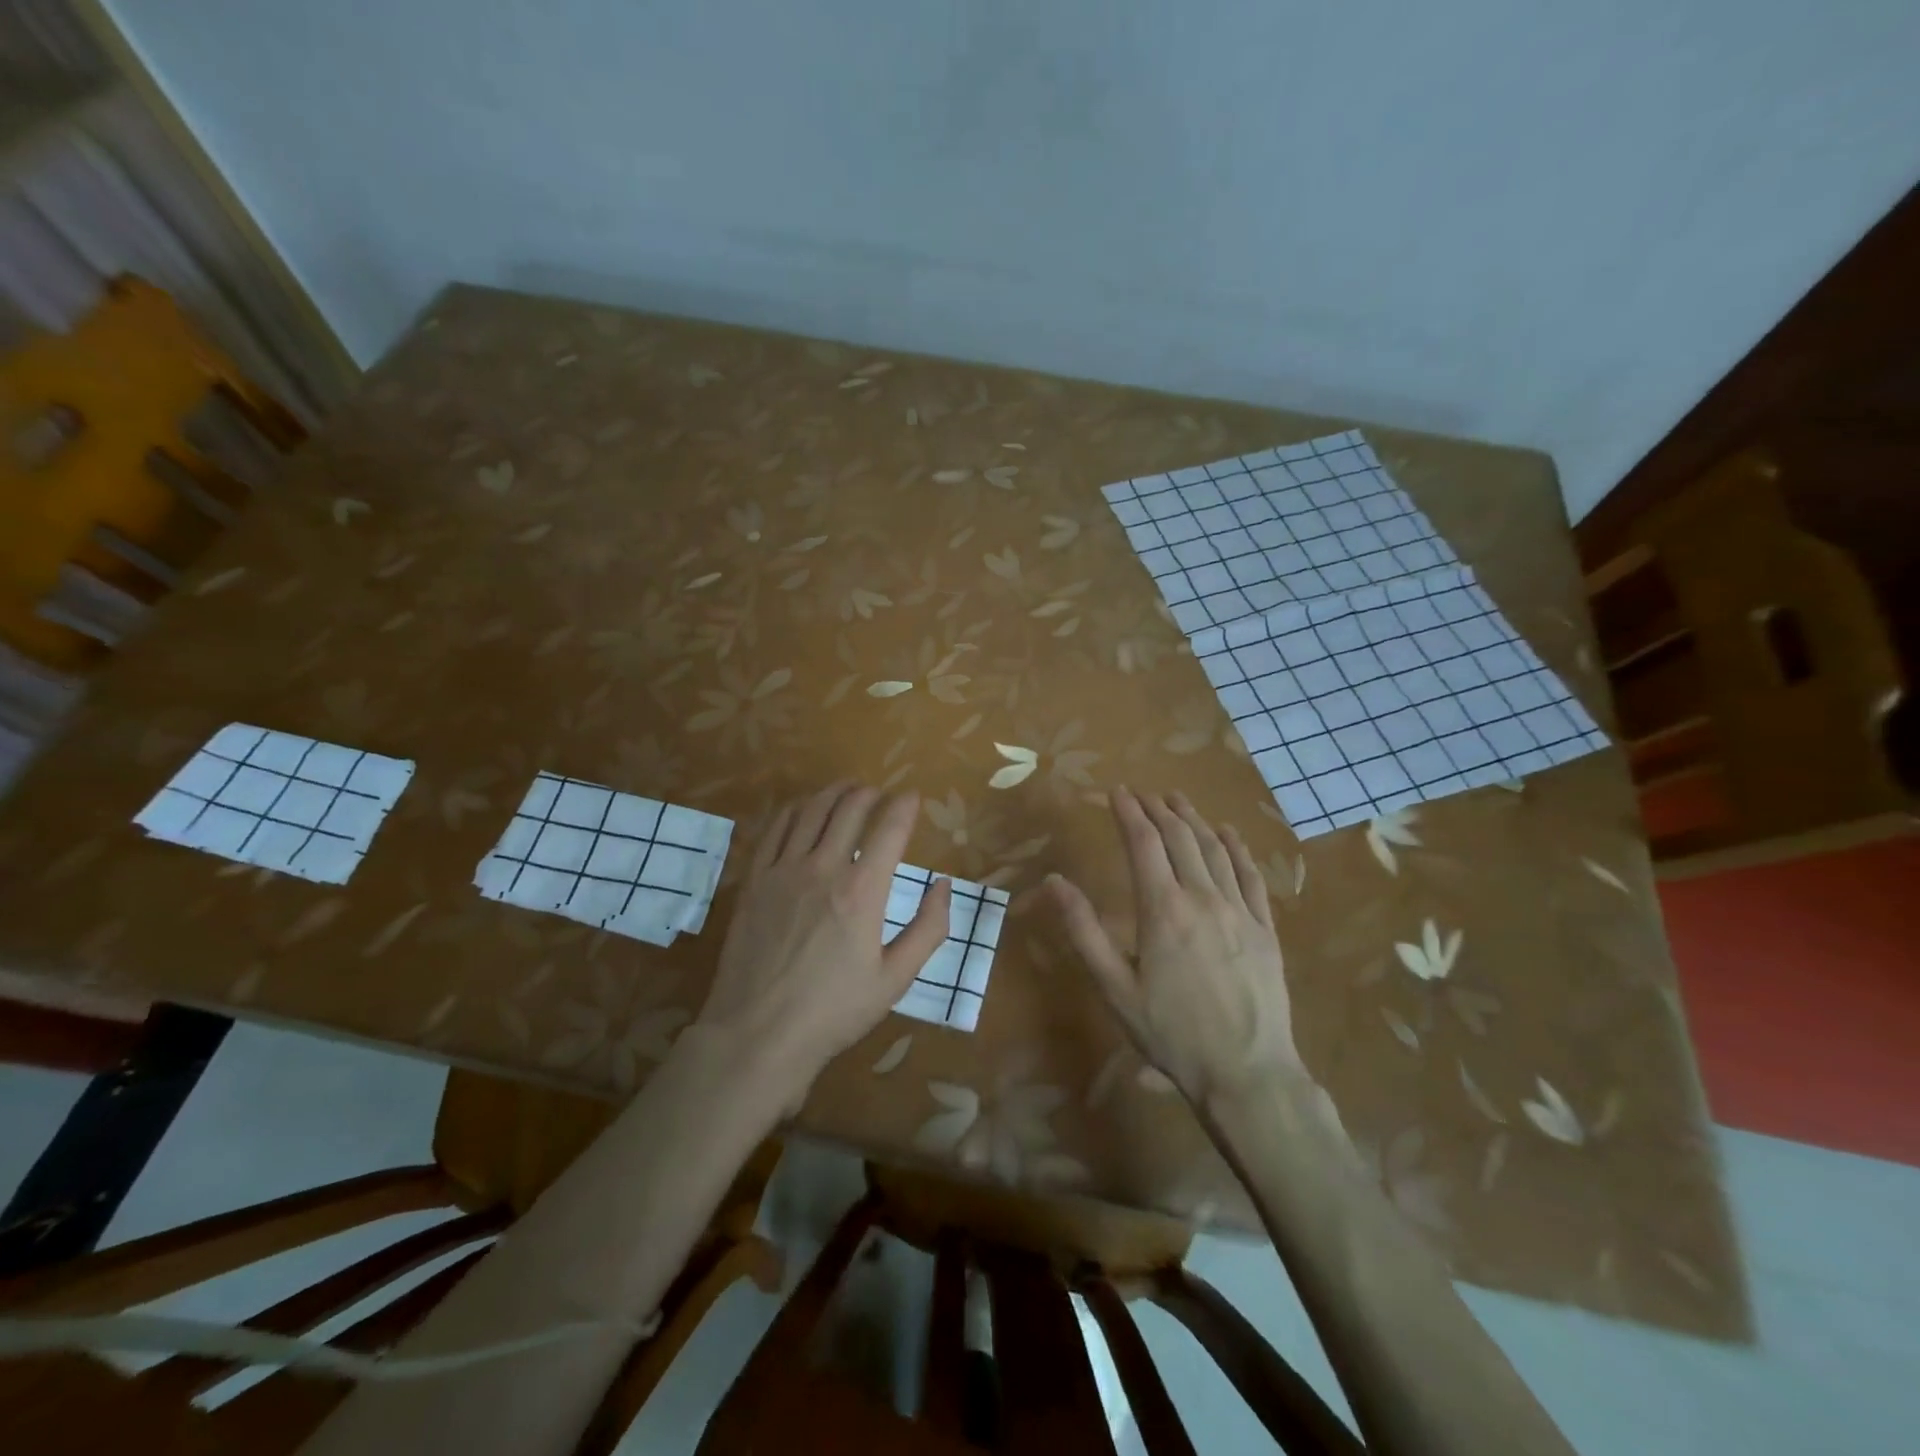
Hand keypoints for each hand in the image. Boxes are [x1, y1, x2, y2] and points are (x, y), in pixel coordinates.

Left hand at [698, 782, 951, 1107]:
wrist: (758, 1034)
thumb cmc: (834, 1011)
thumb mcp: (895, 979)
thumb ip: (928, 929)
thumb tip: (943, 886)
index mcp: (863, 891)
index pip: (890, 828)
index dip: (905, 806)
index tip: (913, 798)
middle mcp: (823, 868)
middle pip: (849, 808)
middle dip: (870, 793)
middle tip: (879, 793)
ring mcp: (783, 870)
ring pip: (811, 811)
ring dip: (833, 793)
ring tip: (846, 789)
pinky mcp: (754, 880)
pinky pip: (775, 829)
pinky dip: (795, 810)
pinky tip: (803, 809)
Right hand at [1045, 787, 1300, 1104]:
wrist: (1247, 1073)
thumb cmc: (1171, 1033)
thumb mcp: (1114, 988)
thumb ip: (1083, 931)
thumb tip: (1054, 882)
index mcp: (1162, 909)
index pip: (1143, 843)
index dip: (1128, 812)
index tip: (1117, 792)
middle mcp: (1202, 897)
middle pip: (1180, 838)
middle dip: (1158, 809)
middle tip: (1144, 793)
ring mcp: (1239, 910)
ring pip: (1215, 849)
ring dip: (1194, 819)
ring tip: (1178, 800)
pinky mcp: (1265, 929)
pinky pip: (1251, 875)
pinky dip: (1237, 848)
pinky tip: (1228, 834)